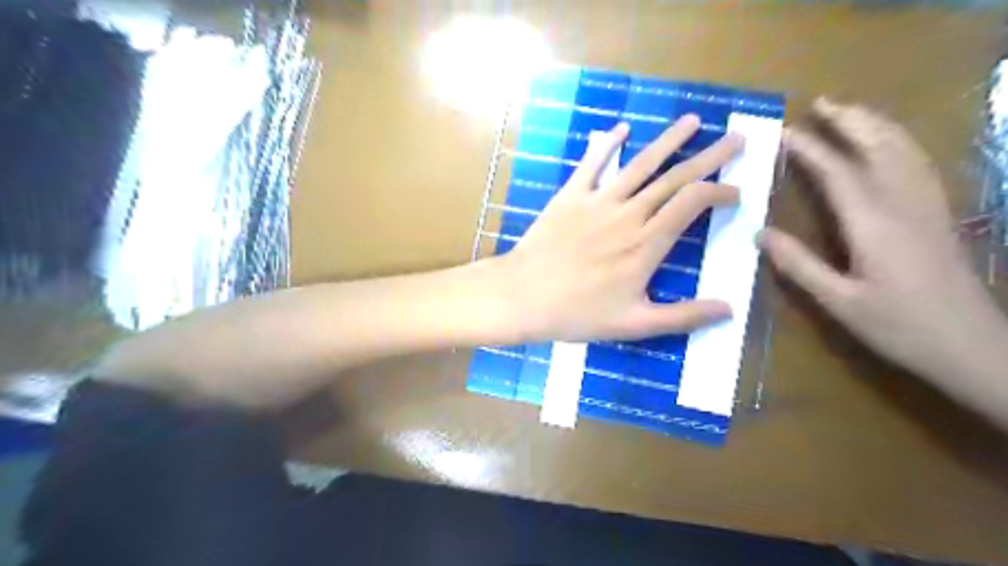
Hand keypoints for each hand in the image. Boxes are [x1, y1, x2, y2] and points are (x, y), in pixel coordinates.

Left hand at [495, 118, 736, 342]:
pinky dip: (607, 144)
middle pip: (675, 177)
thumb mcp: (635, 324)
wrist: (523, 297)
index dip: (720, 192)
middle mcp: (628, 214)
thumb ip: (684, 316)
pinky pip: (592, 164)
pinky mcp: (570, 197)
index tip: (737, 193)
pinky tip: (621, 128)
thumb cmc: (578, 314)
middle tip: (736, 138)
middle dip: (710, 156)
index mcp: (647, 243)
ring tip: (694, 121)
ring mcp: (598, 201)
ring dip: (669, 140)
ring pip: (640, 164)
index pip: (693, 203)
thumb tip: (730, 310)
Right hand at [761, 97, 1003, 393]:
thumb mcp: (838, 301)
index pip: (838, 173)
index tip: (785, 132)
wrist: (972, 345)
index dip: (811, 150)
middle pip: (878, 147)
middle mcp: (904, 204)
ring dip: (876, 125)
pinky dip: (899, 143)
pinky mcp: (939, 215)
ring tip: (850, 112)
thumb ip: (798, 264)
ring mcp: (927, 206)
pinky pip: (919, 164)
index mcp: (874, 224)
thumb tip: (759, 233)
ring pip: (904, 150)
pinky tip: (888, 144)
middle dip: (850, 121)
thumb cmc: (899, 326)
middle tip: (821, 103)